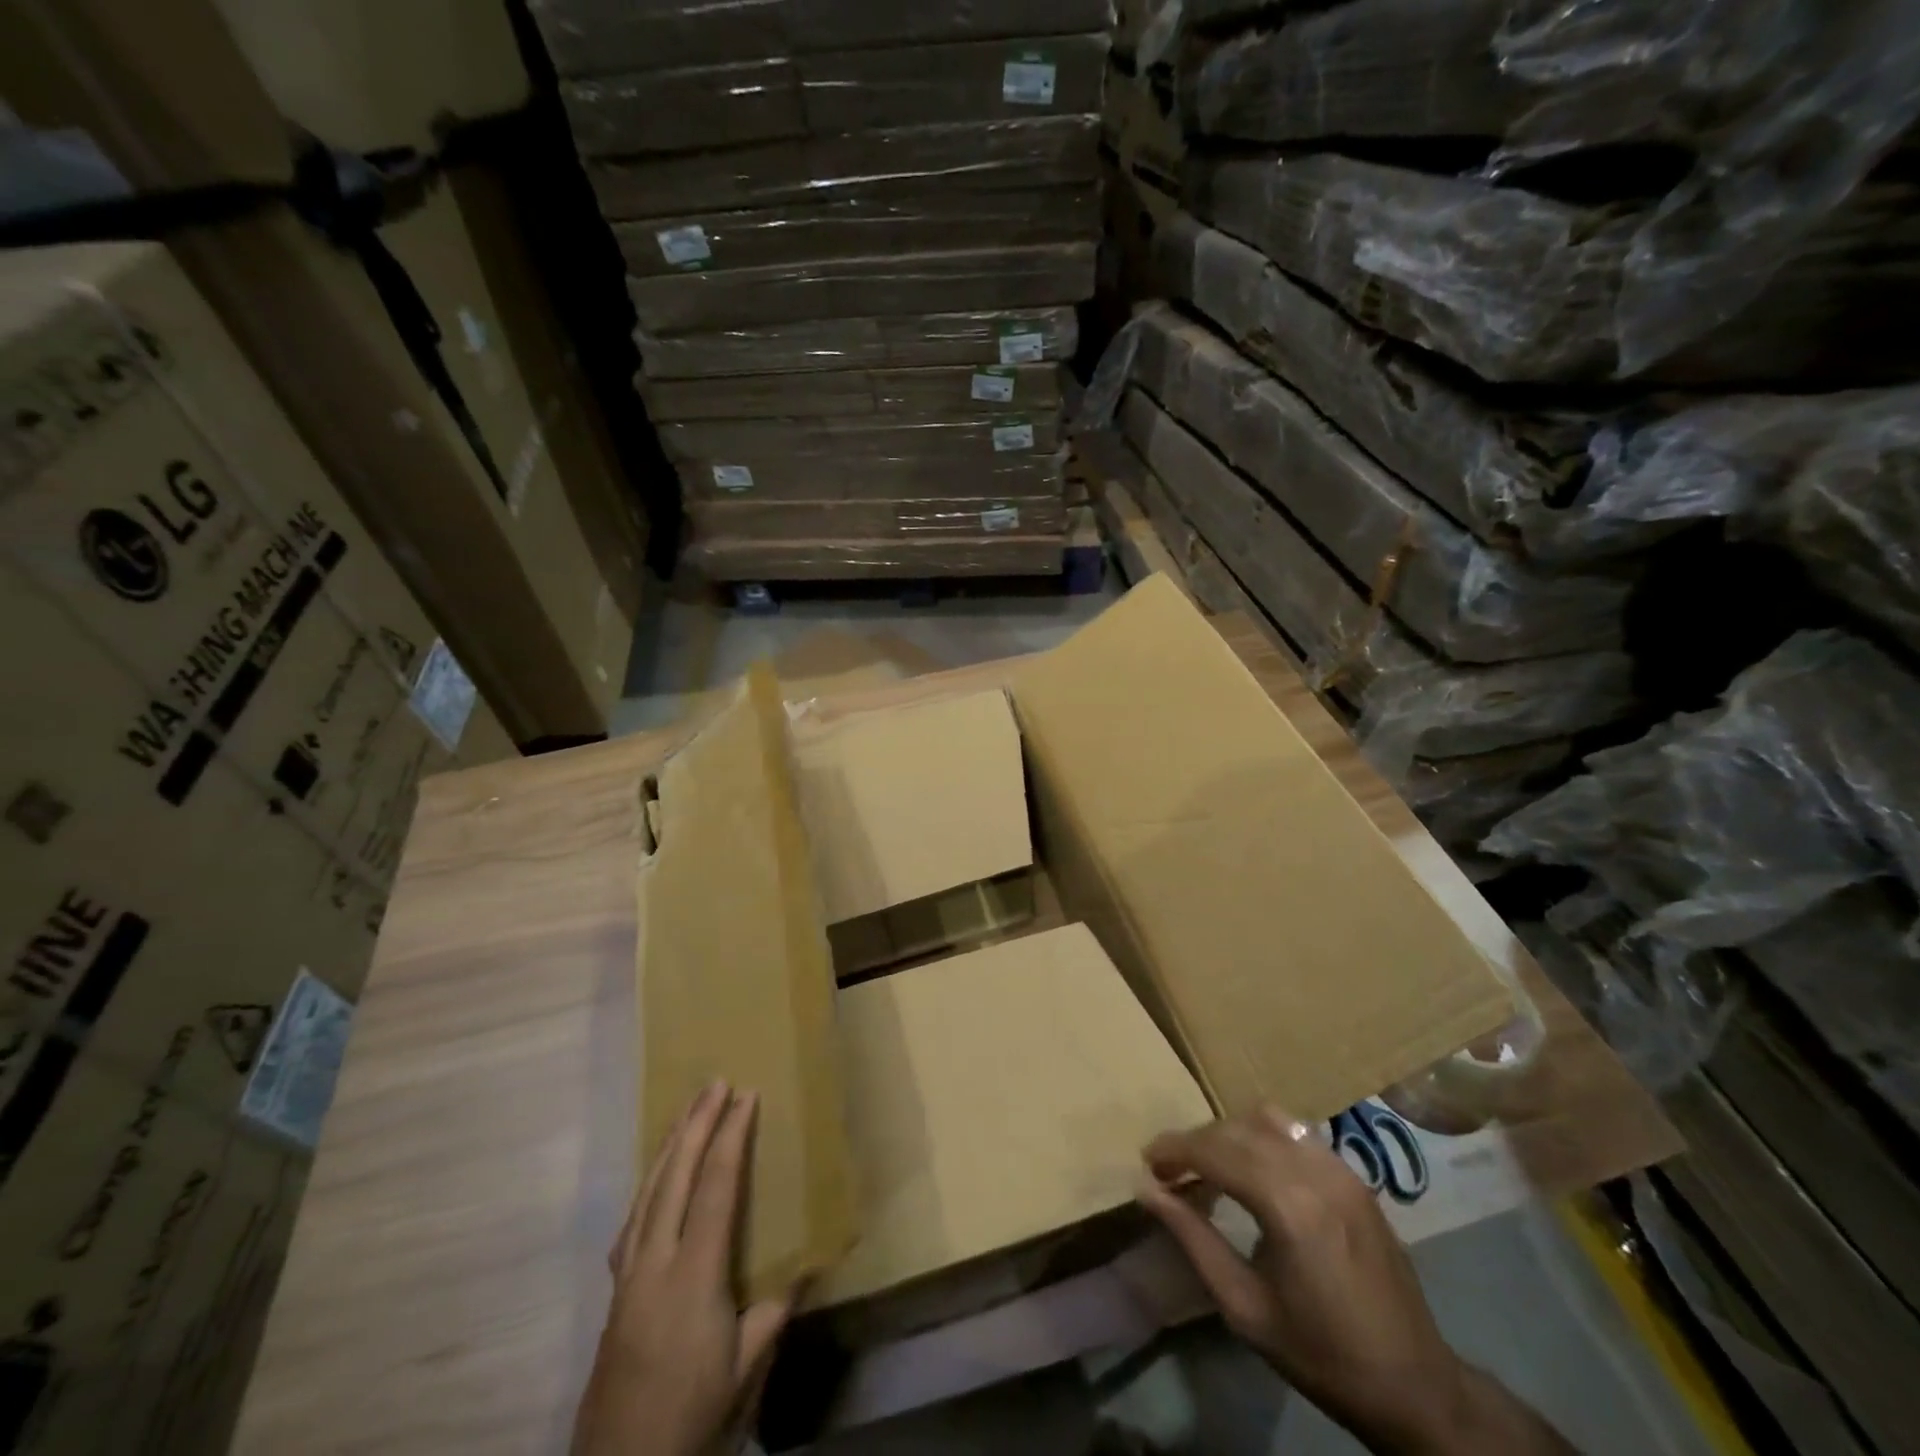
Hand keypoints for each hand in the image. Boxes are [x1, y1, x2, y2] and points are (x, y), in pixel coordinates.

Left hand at [575, 1082, 793, 1455]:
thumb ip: (772, 1312)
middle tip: (714, 1083)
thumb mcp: (744, 1369)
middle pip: (675, 1177)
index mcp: (694, 1275)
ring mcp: (628, 1276)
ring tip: (688, 1111)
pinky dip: (649, 1183)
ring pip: (647, 1192)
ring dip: (670, 1145)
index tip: (745, 1097)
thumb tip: (806, 1268)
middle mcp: (655, 1263)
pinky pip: (633, 1218)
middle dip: (697, 1124)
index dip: (731, 1138)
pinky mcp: (614, 1291)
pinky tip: (656, 1176)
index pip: (715, 1188)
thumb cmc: (691, 1416)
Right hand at [1138, 1106, 1570, 1454]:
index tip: (1147, 1160)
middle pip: (1237, 1130)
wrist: (1415, 1386)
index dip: (1175, 1150)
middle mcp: (1314, 1172)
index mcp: (1288, 1206)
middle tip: (1170, 1168)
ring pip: (1267, 1120)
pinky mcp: (1355, 1174)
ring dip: (1230, 1133)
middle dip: (1197, 1141)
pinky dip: (1263, 1135)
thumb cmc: (1320, 1353)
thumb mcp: (1244, 1306)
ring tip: (1210, 1164)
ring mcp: (1340, 1168)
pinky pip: (1297, 1132)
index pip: (1215, 1151)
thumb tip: (1146, 1189)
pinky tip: (1254, 1167)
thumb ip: (1192, 1237)